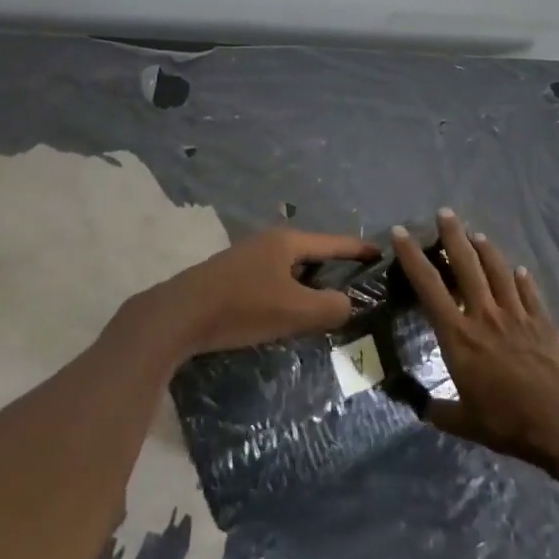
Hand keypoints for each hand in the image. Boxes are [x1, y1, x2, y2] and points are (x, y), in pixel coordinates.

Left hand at [150, 227, 376, 357]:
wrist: (177, 317)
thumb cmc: (241, 307)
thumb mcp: (294, 311)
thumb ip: (330, 308)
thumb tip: (348, 304)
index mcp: (287, 242)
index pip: (334, 242)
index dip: (359, 249)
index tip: (381, 253)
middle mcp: (269, 241)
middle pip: (312, 252)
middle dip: (335, 267)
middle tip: (357, 286)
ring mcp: (247, 257)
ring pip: (290, 268)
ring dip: (309, 283)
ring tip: (326, 303)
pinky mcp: (230, 277)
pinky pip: (272, 279)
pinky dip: (288, 291)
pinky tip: (287, 311)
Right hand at [392, 209, 558, 471]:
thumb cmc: (509, 421)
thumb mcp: (465, 424)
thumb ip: (440, 412)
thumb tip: (420, 407)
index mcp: (459, 335)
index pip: (429, 286)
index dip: (412, 257)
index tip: (401, 232)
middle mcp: (485, 314)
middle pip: (466, 264)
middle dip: (452, 235)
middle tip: (444, 213)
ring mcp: (517, 314)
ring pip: (498, 269)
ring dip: (486, 248)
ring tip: (477, 233)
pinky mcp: (543, 320)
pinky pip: (529, 291)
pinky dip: (521, 278)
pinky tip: (519, 270)